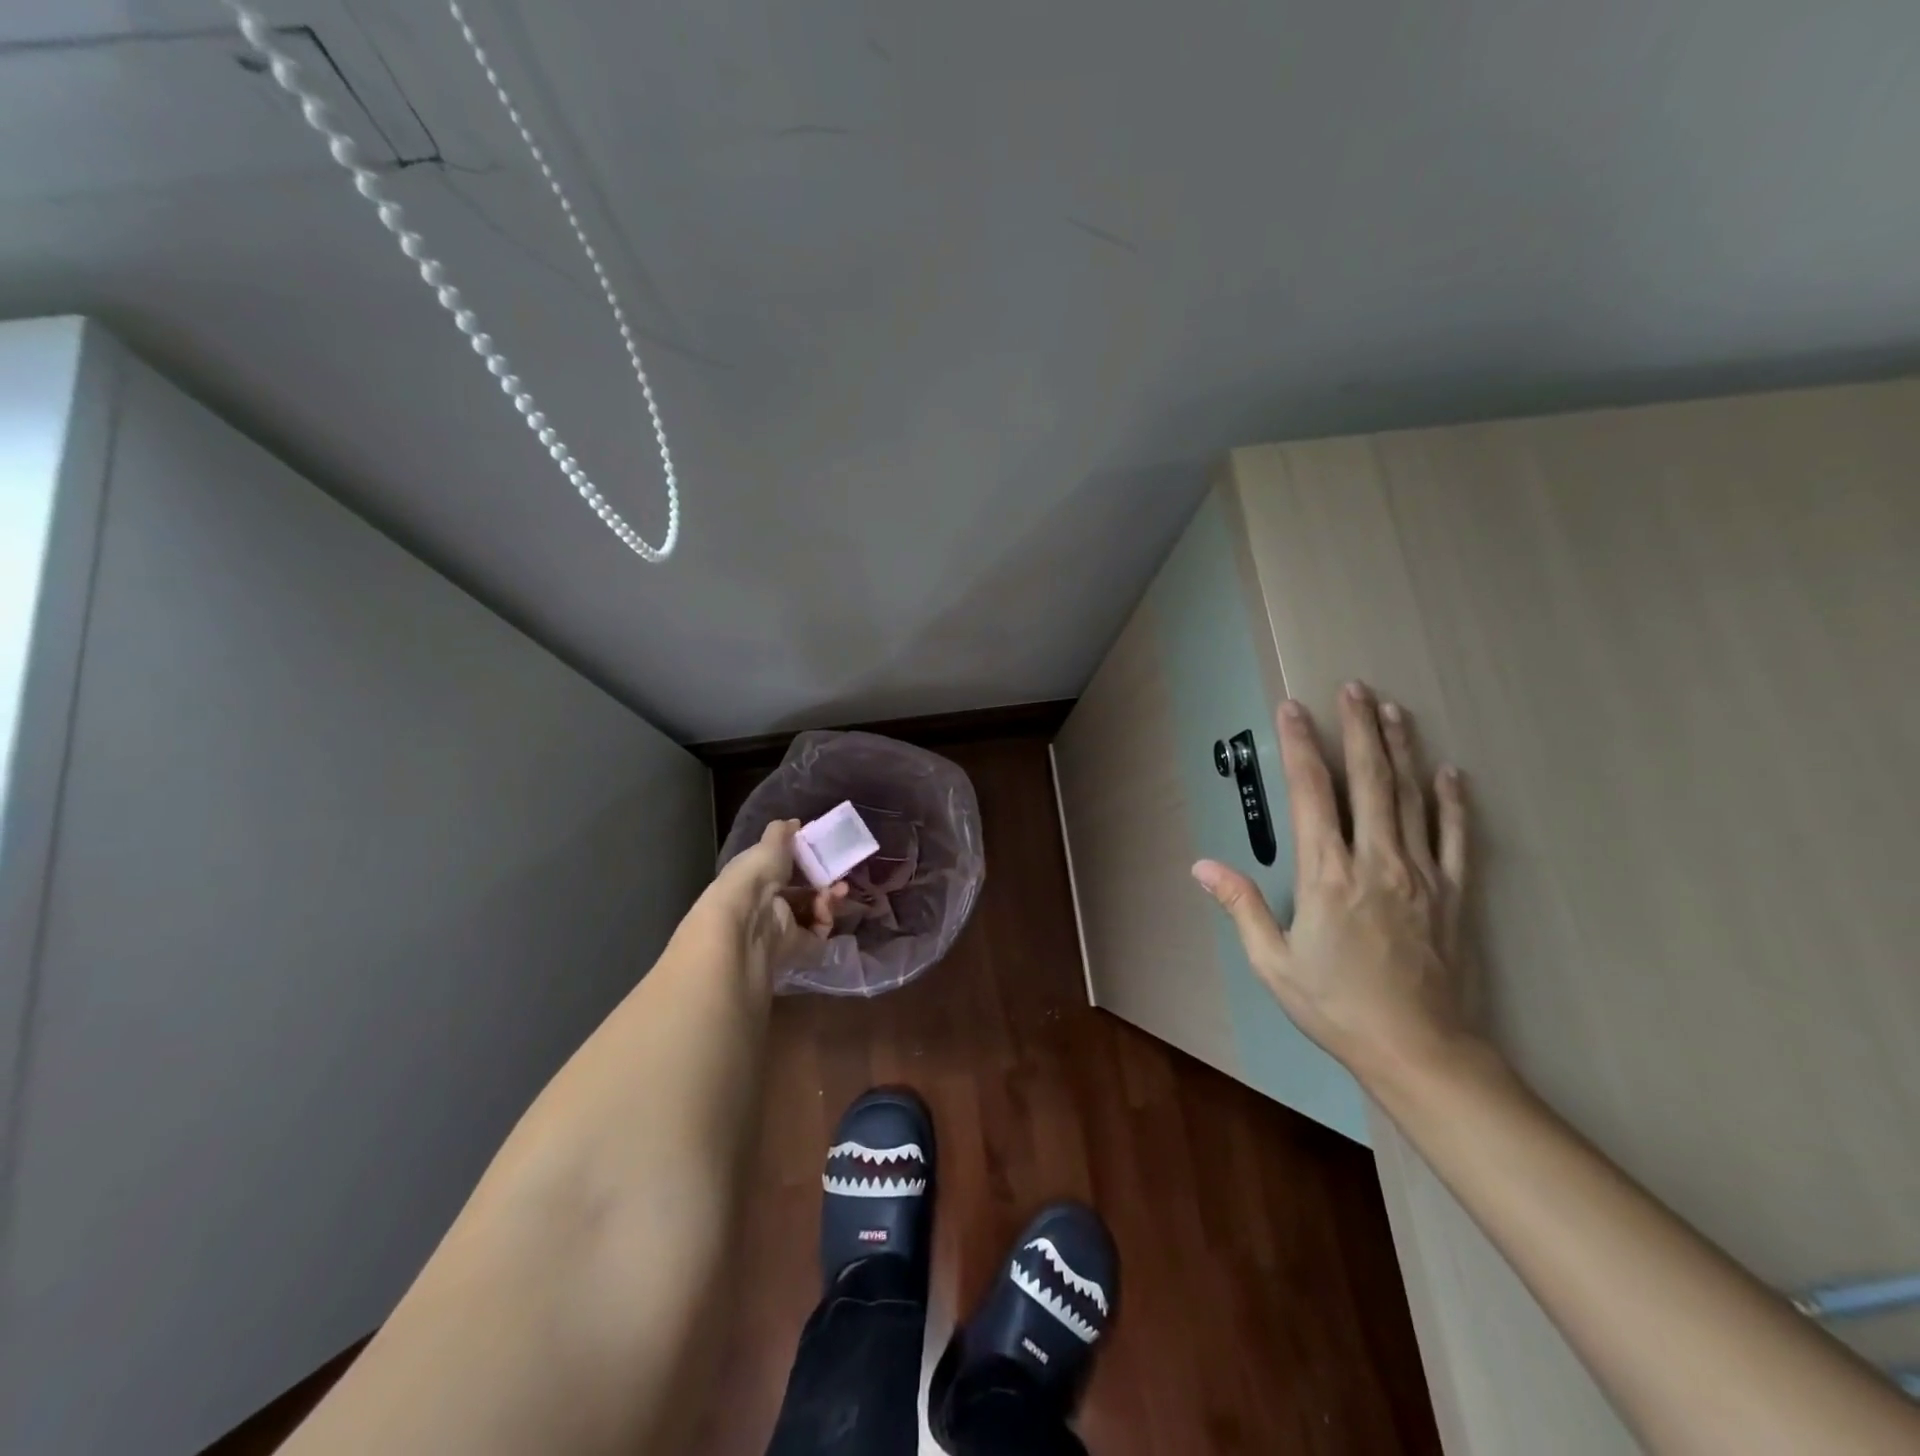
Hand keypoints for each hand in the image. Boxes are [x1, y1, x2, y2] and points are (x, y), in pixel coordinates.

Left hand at [709, 820, 846, 973]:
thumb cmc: (755, 874)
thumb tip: (794, 822)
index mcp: (759, 878)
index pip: (786, 870)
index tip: (825, 854)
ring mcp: (783, 926)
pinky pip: (818, 932)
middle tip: (841, 875)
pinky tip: (826, 906)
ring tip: (839, 890)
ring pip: (814, 912)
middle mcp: (770, 903)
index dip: (807, 863)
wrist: (747, 916)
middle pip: (805, 893)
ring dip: (830, 899)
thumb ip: (782, 832)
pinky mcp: (797, 947)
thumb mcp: (769, 844)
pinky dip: (825, 918)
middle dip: (825, 883)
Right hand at [1192, 682, 1479, 1089]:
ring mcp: (1421, 874)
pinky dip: (1452, 801)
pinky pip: (1456, 836)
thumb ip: (1240, 907)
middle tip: (1354, 687)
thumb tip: (1203, 867)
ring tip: (1393, 709)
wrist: (1419, 1050)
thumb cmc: (1337, 1006)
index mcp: (1327, 874)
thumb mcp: (1273, 963)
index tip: (1294, 709)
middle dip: (1358, 728)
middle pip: (1369, 779)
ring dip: (1401, 748)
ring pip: (1412, 796)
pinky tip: (1450, 772)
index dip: (1301, 745)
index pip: (1312, 792)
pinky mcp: (1452, 893)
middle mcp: (1376, 861)